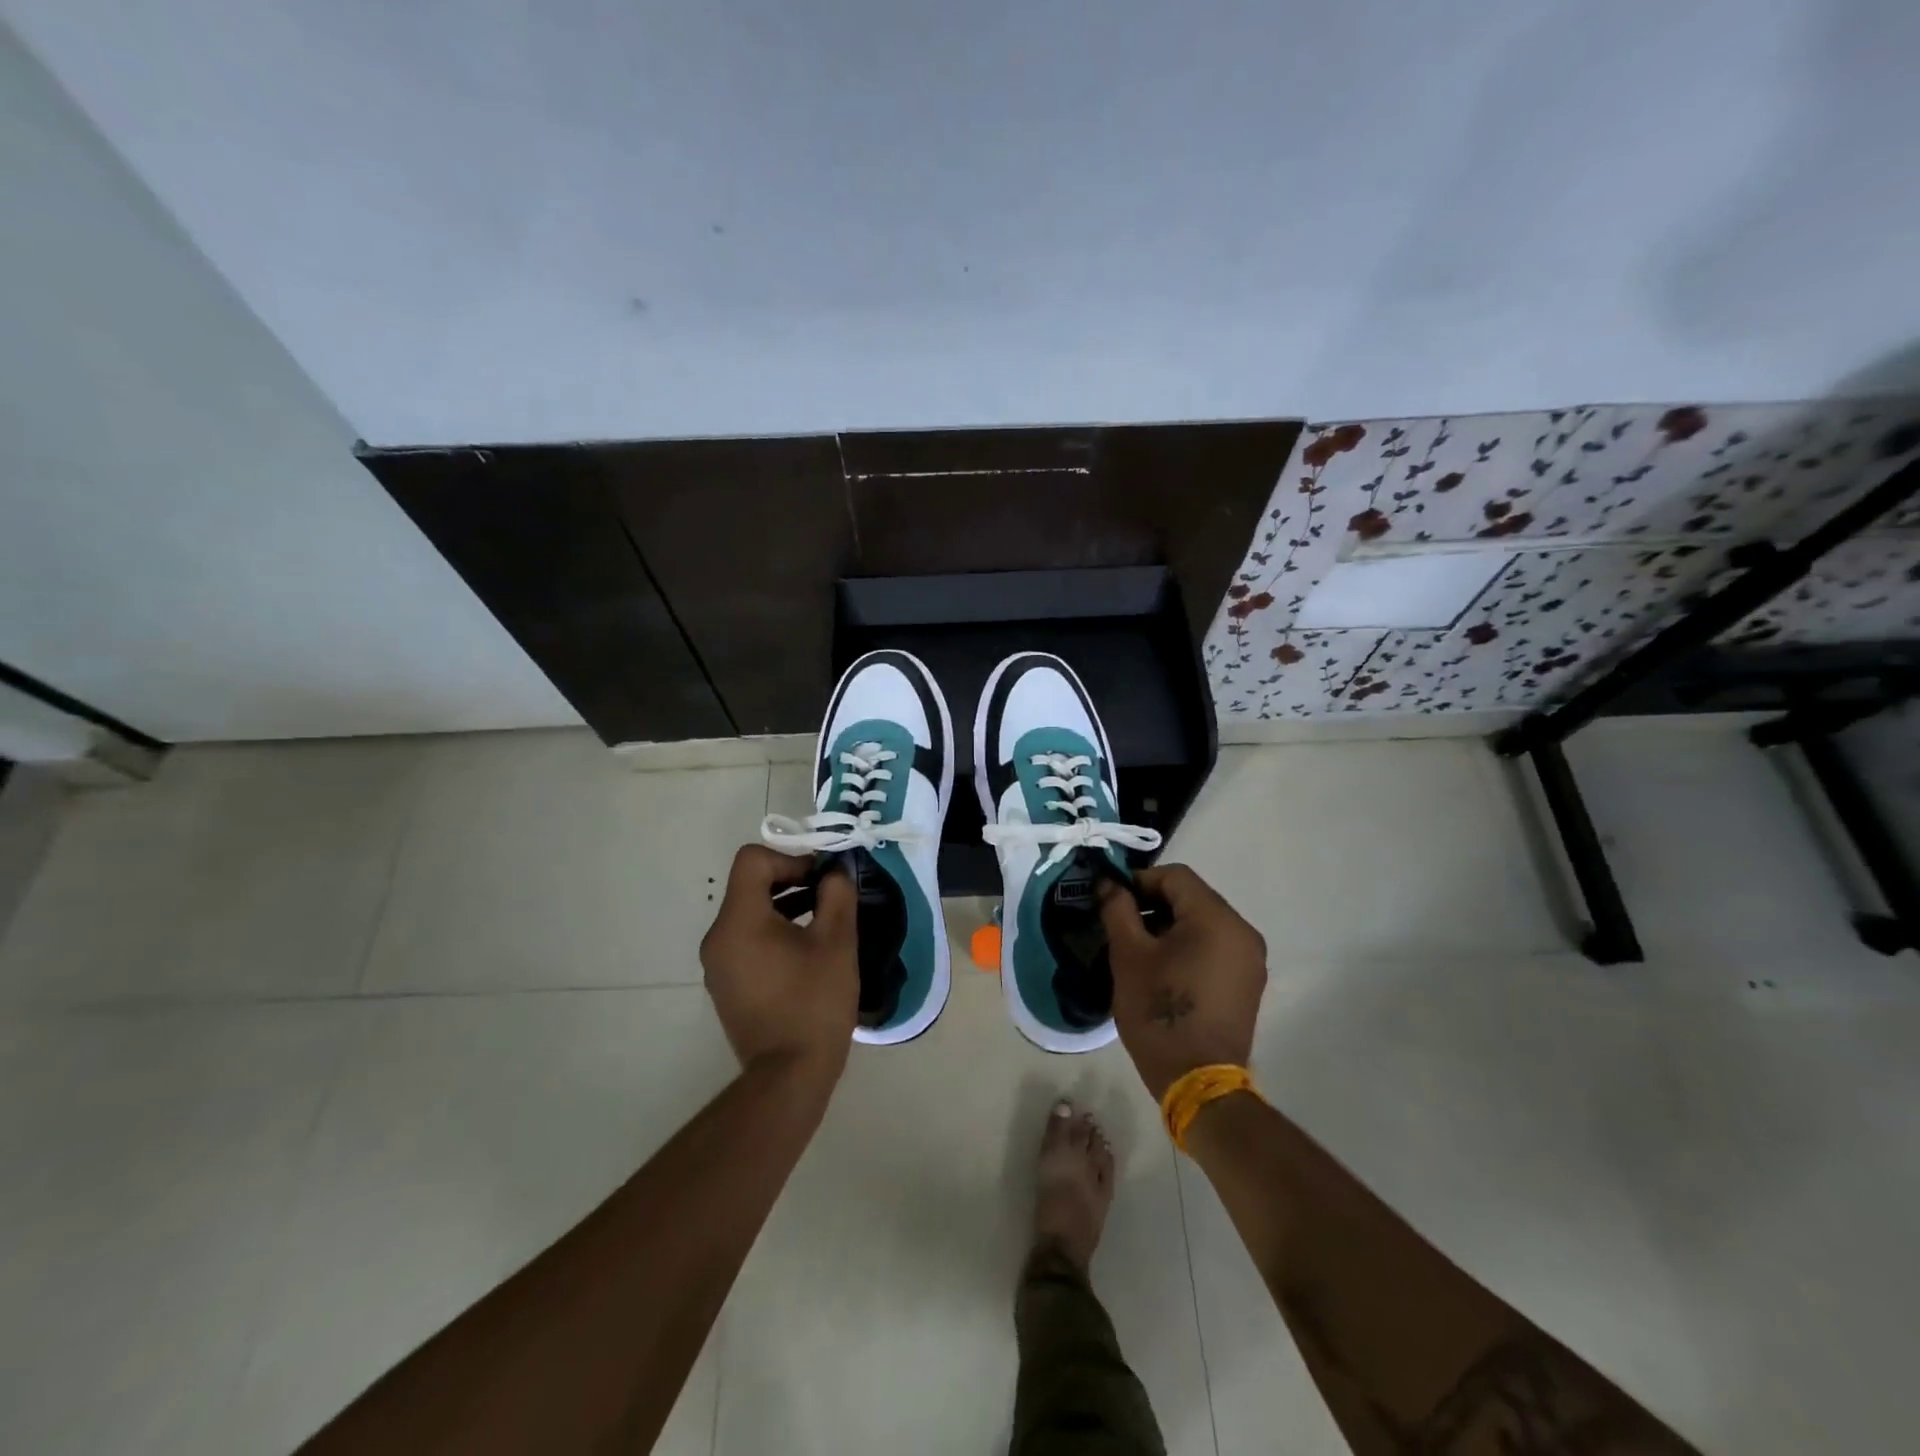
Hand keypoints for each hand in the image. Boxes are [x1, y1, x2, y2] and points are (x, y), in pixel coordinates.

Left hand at [700, 845, 858, 1084]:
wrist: (789, 1076)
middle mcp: (718, 937)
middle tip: (830, 897)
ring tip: (823, 922)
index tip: (821, 880)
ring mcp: (718, 964)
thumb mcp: (837, 942)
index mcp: (739, 921)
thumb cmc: (814, 1003)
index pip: (752, 860)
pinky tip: (806, 953)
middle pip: (750, 885)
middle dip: (792, 881)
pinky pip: (747, 940)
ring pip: (749, 913)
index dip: (790, 859)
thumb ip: (837, 894)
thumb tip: (835, 871)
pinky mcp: (726, 984)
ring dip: (785, 906)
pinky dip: (774, 932)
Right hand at [1100, 863, 1266, 1099]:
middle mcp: (1242, 931)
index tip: (1112, 900)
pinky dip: (1188, 945)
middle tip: (1121, 923)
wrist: (1198, 1082)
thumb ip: (1118, 910)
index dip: (1139, 881)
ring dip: (1169, 925)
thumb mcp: (1129, 956)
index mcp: (1217, 918)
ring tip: (1138, 947)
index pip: (1175, 876)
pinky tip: (1163, 967)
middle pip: (1191, 897)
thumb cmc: (1160, 1012)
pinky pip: (1214, 946)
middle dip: (1153, 904)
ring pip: (1203, 922)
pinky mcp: (1248, 982)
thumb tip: (1109, 885)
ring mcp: (1250, 959)